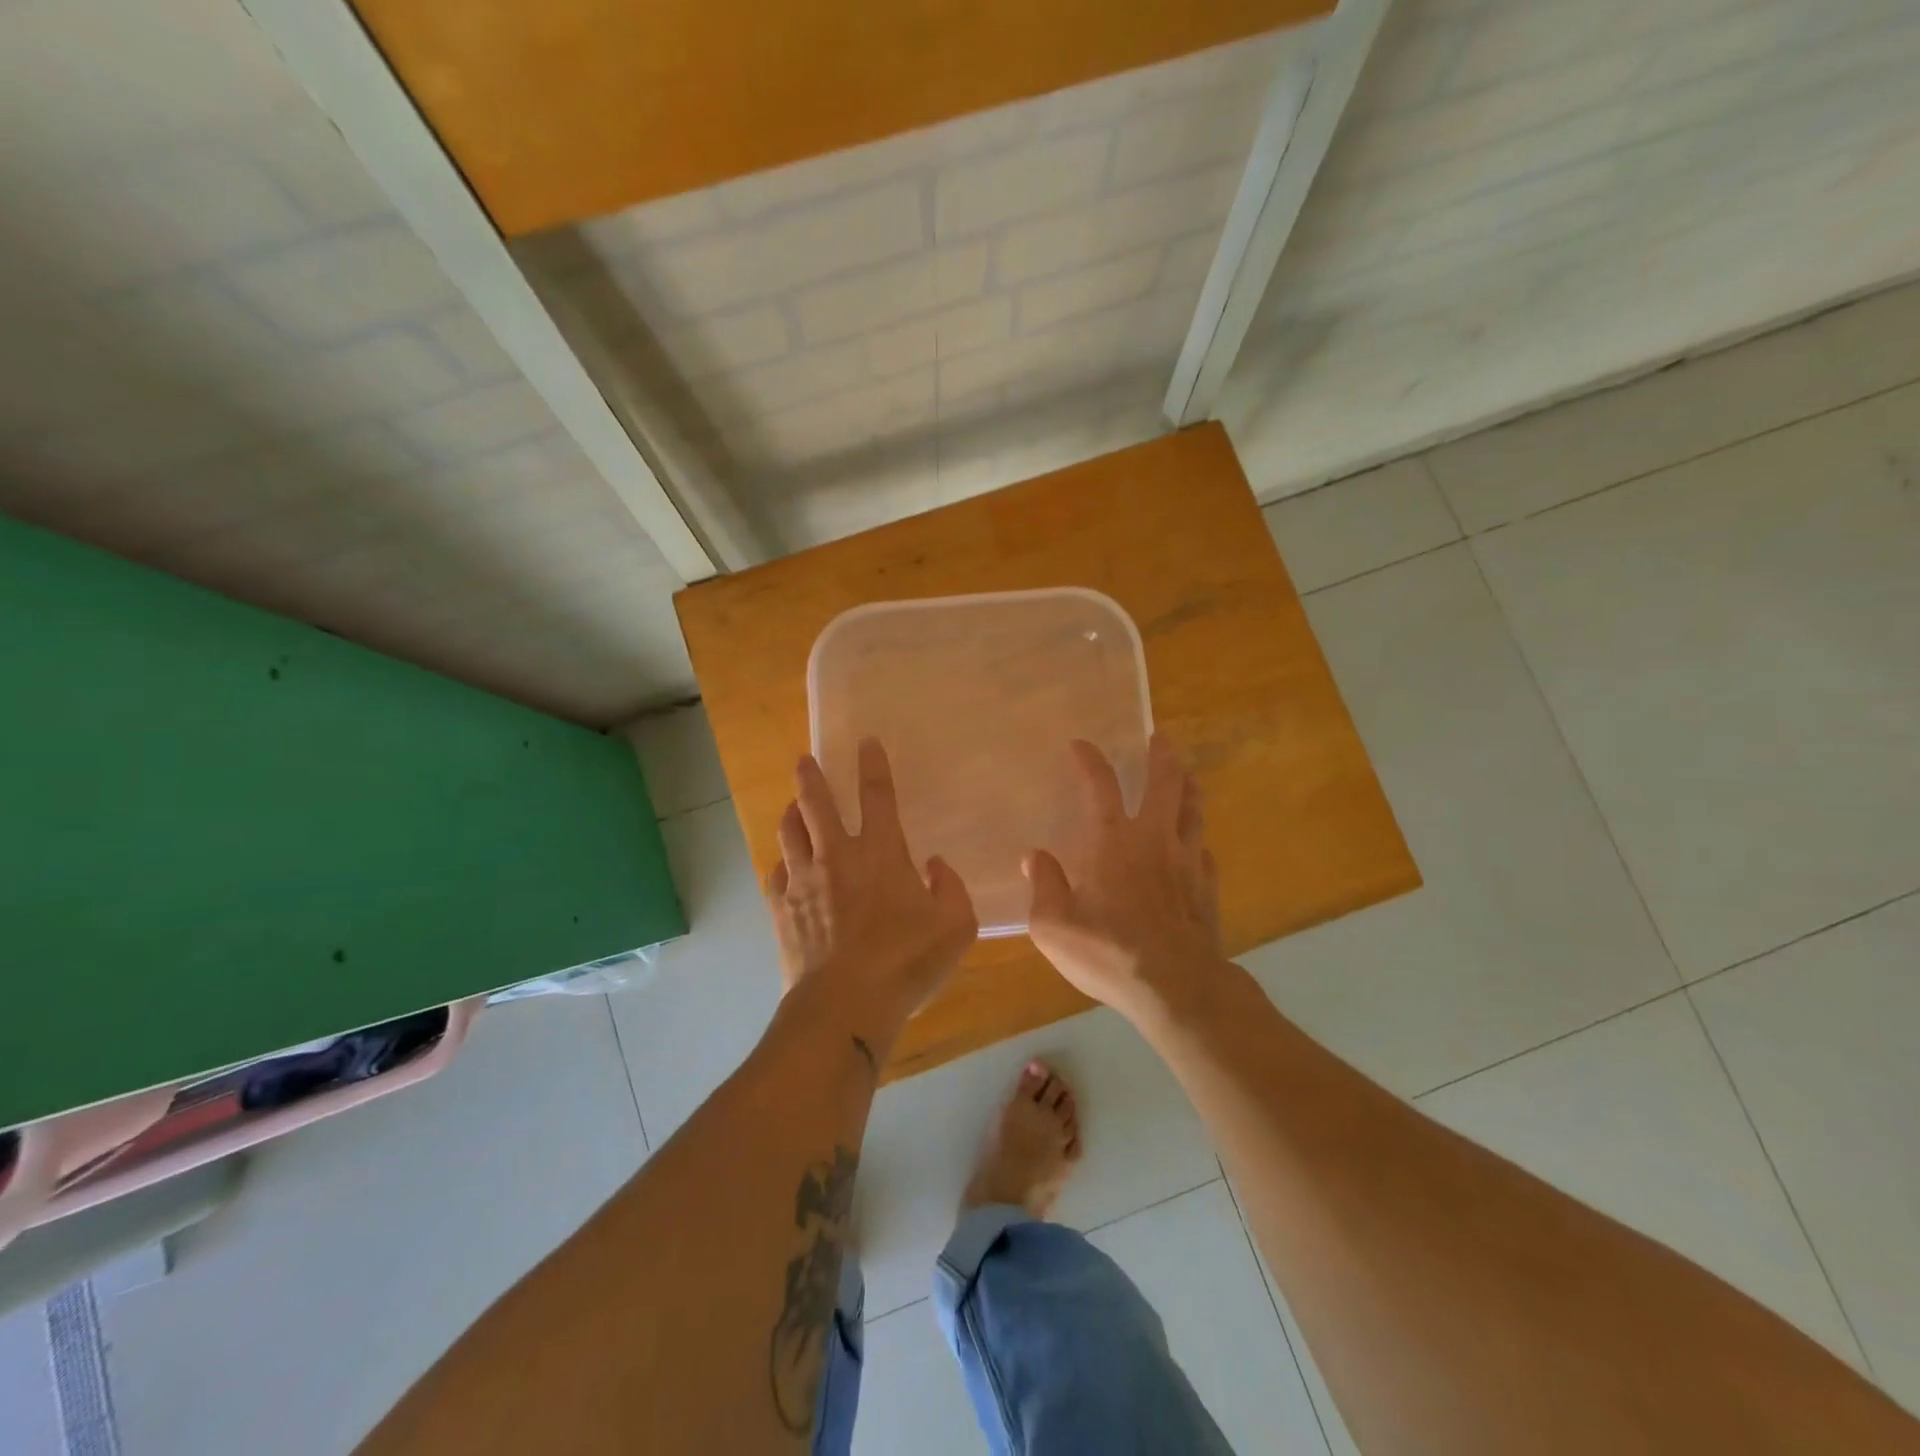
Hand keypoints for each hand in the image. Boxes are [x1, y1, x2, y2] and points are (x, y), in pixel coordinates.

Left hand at [766, 739, 977, 1051]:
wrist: (845, 1005)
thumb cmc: (906, 962)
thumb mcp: (956, 927)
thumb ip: (951, 889)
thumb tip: (934, 866)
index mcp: (880, 852)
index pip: (877, 795)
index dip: (873, 765)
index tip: (866, 742)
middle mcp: (836, 856)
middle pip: (816, 803)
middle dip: (811, 777)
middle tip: (805, 760)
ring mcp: (803, 881)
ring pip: (789, 832)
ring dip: (791, 815)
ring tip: (792, 808)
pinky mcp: (781, 909)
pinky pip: (775, 874)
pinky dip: (781, 865)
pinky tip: (784, 869)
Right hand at [1024, 734, 1226, 1027]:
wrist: (1177, 987)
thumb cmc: (1108, 952)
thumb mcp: (1053, 925)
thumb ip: (1043, 886)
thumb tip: (1034, 857)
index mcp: (1113, 841)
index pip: (1099, 786)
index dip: (1089, 760)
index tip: (1081, 744)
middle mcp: (1154, 839)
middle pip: (1165, 783)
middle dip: (1162, 756)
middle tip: (1160, 738)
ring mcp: (1187, 861)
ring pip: (1193, 810)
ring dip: (1189, 786)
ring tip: (1187, 775)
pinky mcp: (1207, 887)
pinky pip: (1204, 851)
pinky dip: (1196, 839)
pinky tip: (1194, 846)